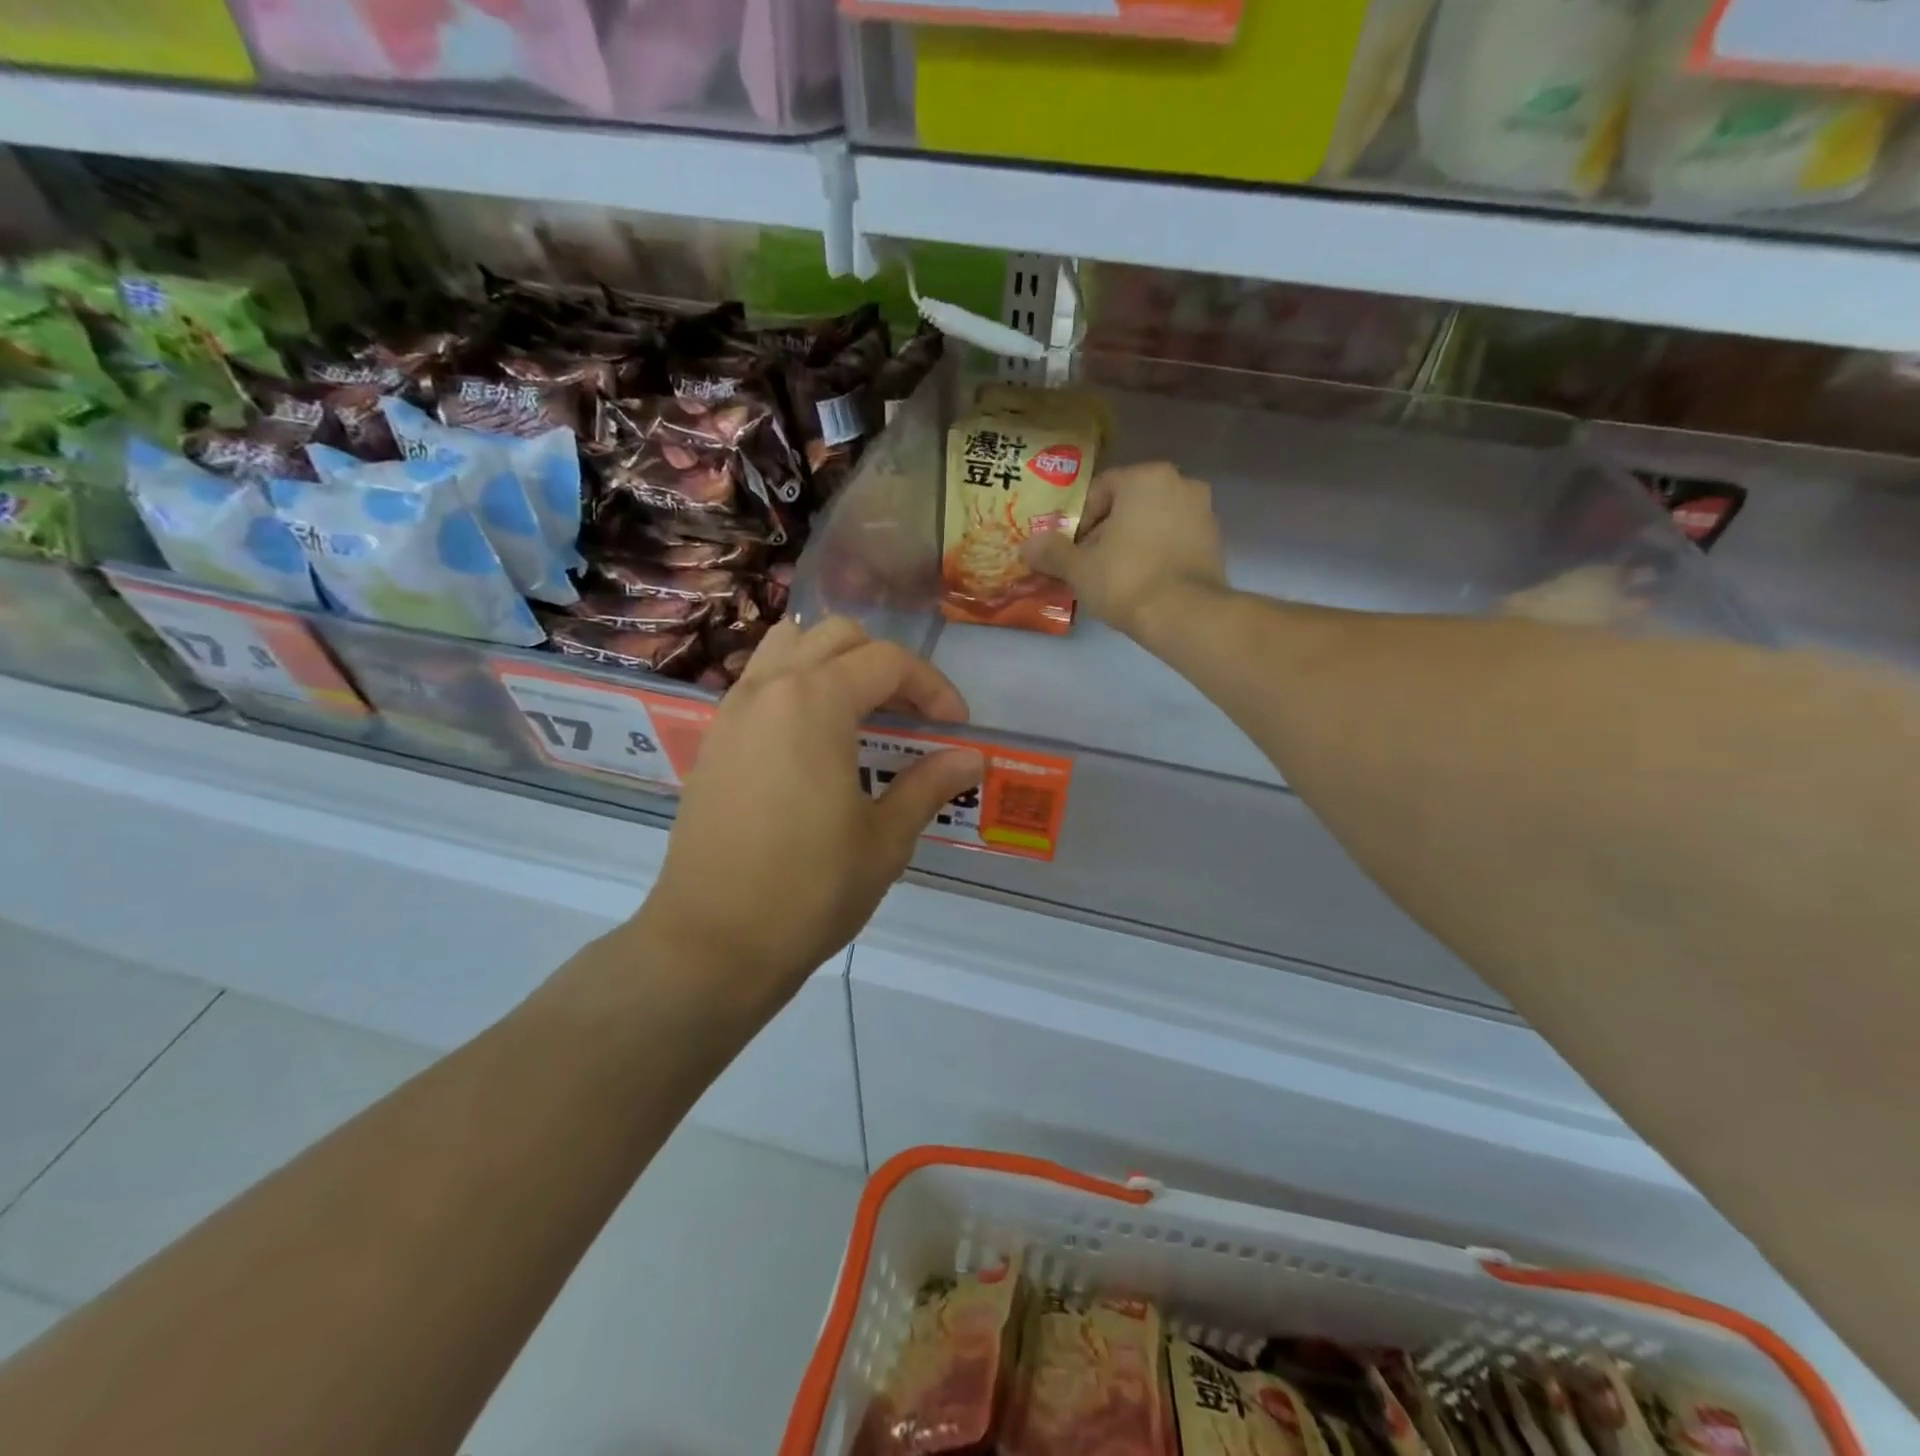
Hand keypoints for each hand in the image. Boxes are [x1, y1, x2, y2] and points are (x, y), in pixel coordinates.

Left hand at [634, 617, 983, 1012]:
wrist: (712, 943)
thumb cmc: (809, 891)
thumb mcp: (884, 840)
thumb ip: (928, 785)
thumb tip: (971, 758)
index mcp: (815, 702)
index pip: (888, 661)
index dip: (933, 688)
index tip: (954, 729)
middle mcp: (769, 688)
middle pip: (837, 638)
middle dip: (885, 666)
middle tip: (910, 718)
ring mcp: (733, 711)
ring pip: (789, 646)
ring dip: (833, 664)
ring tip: (859, 714)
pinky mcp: (714, 739)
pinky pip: (760, 681)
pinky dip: (796, 685)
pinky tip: (813, 742)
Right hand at [1022, 462, 1227, 641]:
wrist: (1185, 615)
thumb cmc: (1126, 579)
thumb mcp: (1079, 567)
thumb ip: (1051, 551)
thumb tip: (1026, 545)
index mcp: (1146, 477)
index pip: (1099, 491)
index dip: (1078, 522)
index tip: (1071, 552)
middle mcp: (1180, 483)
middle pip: (1128, 505)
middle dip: (1106, 532)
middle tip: (1089, 565)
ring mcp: (1203, 512)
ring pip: (1152, 523)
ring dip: (1131, 543)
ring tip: (1113, 577)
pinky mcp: (1215, 542)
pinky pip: (1173, 541)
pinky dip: (1156, 555)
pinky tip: (1142, 583)